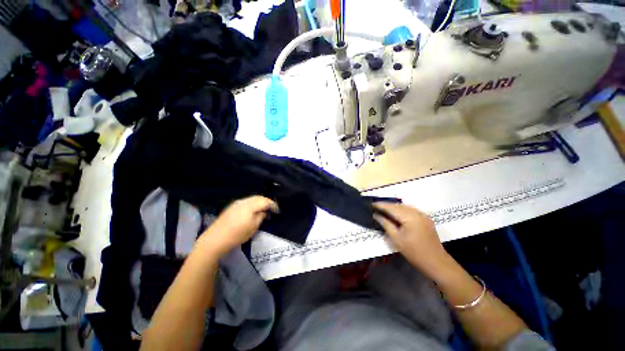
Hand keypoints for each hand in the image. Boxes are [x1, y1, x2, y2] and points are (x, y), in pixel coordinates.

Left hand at [199, 196, 278, 256]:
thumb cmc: (236, 235)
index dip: (273, 204)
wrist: (215, 239)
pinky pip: (246, 201)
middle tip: (271, 209)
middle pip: (259, 197)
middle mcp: (244, 201)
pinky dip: (253, 203)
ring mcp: (236, 203)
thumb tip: (263, 212)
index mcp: (250, 206)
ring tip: (263, 209)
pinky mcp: (232, 206)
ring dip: (259, 202)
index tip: (277, 210)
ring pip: (252, 198)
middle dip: (266, 202)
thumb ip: (260, 217)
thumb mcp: (253, 228)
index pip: (265, 201)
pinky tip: (253, 210)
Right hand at [373, 203, 448, 275]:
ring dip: (394, 207)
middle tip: (375, 206)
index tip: (371, 204)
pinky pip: (411, 210)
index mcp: (410, 217)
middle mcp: (417, 212)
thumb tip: (375, 215)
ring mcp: (423, 215)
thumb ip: (385, 224)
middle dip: (387, 205)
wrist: (436, 263)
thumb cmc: (414, 252)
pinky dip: (402, 210)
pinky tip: (396, 214)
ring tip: (383, 209)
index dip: (380, 205)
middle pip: (398, 205)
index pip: (391, 207)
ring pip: (405, 207)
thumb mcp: (396, 238)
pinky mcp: (425, 219)